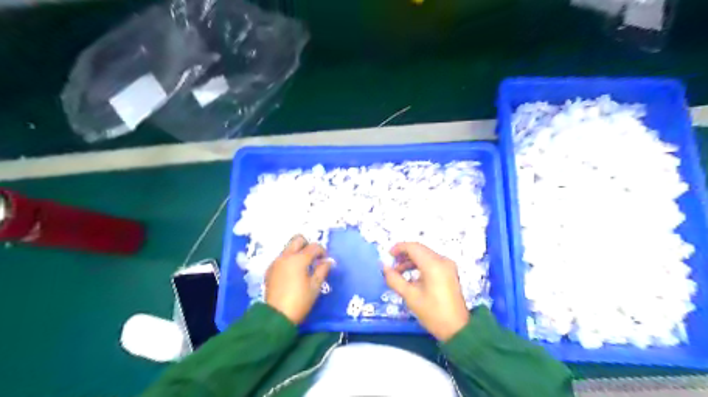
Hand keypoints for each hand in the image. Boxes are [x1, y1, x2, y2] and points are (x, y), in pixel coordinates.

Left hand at [266, 235, 335, 323]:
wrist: (276, 316)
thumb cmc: (300, 301)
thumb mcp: (315, 286)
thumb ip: (322, 270)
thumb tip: (328, 261)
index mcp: (299, 259)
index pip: (314, 246)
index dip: (322, 251)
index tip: (325, 260)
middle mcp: (286, 256)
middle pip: (298, 239)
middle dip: (307, 244)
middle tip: (313, 258)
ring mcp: (276, 262)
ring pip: (288, 247)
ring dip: (297, 251)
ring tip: (303, 266)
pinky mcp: (270, 270)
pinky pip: (281, 257)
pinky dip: (289, 259)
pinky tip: (292, 273)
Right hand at [382, 242, 468, 340]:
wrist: (457, 329)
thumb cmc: (432, 313)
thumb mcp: (410, 296)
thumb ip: (394, 279)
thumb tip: (384, 267)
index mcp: (433, 264)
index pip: (413, 247)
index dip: (399, 248)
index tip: (388, 256)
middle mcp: (442, 260)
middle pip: (420, 249)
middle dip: (404, 254)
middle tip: (391, 264)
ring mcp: (448, 265)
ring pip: (425, 254)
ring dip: (411, 260)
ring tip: (398, 272)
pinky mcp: (449, 272)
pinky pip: (432, 261)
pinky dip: (420, 265)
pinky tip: (411, 276)